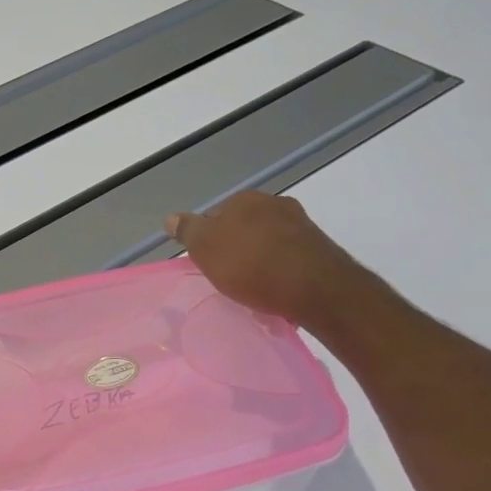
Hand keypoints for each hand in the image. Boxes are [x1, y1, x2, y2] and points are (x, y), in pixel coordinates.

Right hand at [166, 191, 363, 326]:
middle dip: (234, 248)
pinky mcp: (319, 249)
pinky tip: (275, 290)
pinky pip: (287, 258)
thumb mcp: (206, 248)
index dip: (206, 240)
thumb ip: (188, 231)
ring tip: (251, 288)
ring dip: (258, 259)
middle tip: (226, 276)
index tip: (206, 264)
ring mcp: (300, 225)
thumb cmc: (252, 265)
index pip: (213, 216)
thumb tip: (171, 218)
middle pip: (242, 227)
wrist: (317, 288)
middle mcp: (275, 204)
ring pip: (267, 242)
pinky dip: (279, 271)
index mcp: (245, 199)